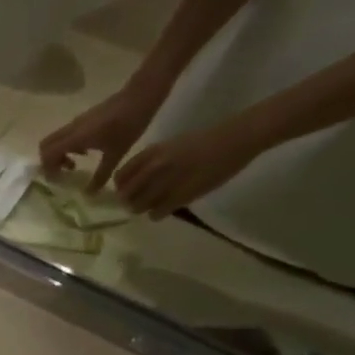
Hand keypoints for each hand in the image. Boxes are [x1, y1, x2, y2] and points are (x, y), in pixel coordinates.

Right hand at [38, 74, 172, 188]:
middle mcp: (71, 129)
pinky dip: (67, 147)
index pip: (48, 154)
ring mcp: (76, 122)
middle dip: (49, 162)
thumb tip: (89, 194)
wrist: (141, 96)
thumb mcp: (116, 153)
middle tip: (63, 173)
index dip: (48, 169)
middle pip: (45, 146)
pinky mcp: (83, 119)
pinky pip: (65, 135)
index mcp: (76, 138)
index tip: (60, 180)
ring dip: (58, 154)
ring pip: (54, 140)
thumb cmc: (129, 124)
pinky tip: (86, 153)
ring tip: (74, 165)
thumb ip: (101, 175)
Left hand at [112, 121, 265, 218]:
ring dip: (143, 208)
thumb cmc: (203, 142)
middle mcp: (154, 168)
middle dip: (129, 201)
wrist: (234, 140)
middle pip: (126, 195)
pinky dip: (157, 214)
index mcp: (151, 153)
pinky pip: (156, 214)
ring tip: (154, 204)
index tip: (127, 190)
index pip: (120, 177)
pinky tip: (166, 208)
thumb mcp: (169, 146)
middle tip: (139, 201)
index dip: (121, 187)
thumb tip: (134, 182)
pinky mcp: (180, 197)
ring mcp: (166, 183)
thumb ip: (150, 162)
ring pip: (138, 207)